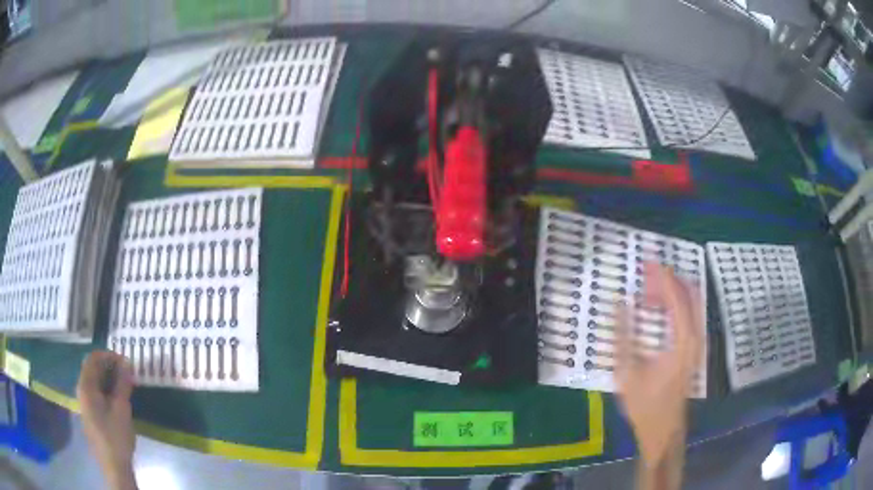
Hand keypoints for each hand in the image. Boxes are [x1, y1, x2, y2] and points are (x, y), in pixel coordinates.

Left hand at [77, 351, 136, 489]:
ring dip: (108, 379)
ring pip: (94, 382)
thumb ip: (123, 384)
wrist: (113, 466)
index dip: (108, 355)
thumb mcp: (122, 409)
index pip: (93, 359)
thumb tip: (127, 362)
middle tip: (126, 372)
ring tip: (124, 384)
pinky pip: (95, 393)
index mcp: (85, 386)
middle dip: (109, 367)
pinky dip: (105, 390)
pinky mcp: (89, 414)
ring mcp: (84, 403)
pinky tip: (117, 399)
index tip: (125, 361)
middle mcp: (81, 390)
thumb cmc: (116, 436)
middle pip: (91, 369)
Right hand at [616, 263, 702, 470]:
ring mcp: (696, 343)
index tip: (647, 264)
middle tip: (644, 275)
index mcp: (683, 340)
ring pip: (690, 304)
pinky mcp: (693, 349)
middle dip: (668, 280)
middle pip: (688, 295)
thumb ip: (623, 335)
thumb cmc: (645, 404)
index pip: (677, 297)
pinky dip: (674, 305)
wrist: (663, 429)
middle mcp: (695, 337)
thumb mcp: (628, 372)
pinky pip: (688, 315)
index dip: (663, 277)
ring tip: (646, 292)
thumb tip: (620, 302)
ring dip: (670, 292)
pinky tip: (656, 310)